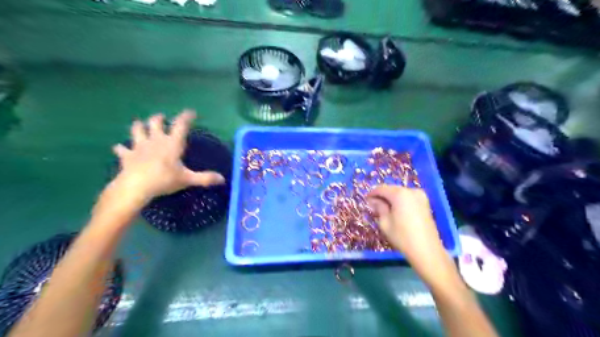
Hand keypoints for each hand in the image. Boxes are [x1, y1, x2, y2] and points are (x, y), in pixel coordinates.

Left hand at [112, 109, 224, 202]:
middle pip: (155, 123)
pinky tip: (120, 148)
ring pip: (137, 130)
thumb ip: (205, 178)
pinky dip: (122, 148)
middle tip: (162, 117)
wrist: (136, 186)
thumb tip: (222, 179)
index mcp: (172, 143)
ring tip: (140, 124)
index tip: (191, 111)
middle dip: (159, 118)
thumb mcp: (188, 179)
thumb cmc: (164, 179)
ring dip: (139, 126)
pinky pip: (122, 149)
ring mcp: (139, 146)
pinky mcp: (127, 156)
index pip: (180, 125)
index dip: (186, 116)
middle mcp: (156, 140)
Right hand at [366, 186, 454, 285]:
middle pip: (392, 189)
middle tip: (374, 205)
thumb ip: (379, 208)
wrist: (426, 250)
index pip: (381, 189)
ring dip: (391, 198)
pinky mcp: (425, 203)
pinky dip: (400, 201)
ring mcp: (420, 196)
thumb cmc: (402, 236)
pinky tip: (396, 210)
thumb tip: (373, 200)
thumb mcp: (385, 223)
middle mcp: (411, 191)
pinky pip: (408, 197)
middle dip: (382, 196)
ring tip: (384, 209)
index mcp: (399, 194)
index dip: (372, 193)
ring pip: (400, 193)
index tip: (366, 200)